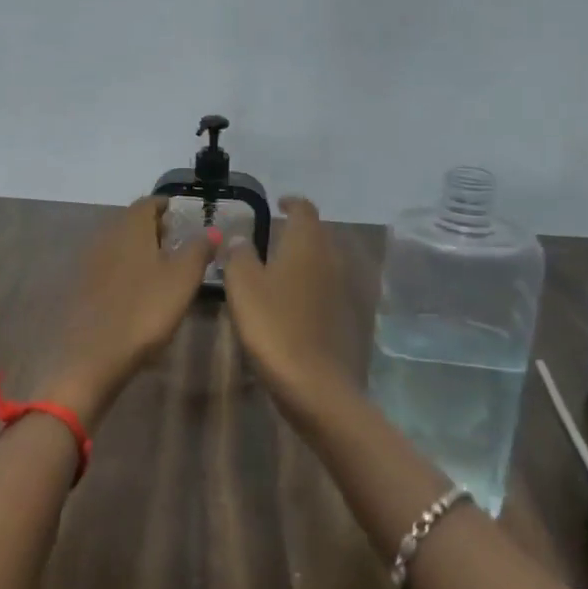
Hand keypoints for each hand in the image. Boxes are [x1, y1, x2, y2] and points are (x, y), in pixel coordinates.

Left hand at [42, 196, 215, 421]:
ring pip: (119, 244)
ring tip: (162, 267)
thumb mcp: (183, 279)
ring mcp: (90, 263)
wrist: (93, 356)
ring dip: (139, 249)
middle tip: (177, 241)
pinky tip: (138, 290)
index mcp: (130, 227)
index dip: (166, 205)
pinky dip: (125, 269)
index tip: (182, 214)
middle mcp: (106, 236)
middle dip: (154, 227)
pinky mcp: (82, 288)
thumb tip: (212, 229)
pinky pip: (108, 267)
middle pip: (131, 222)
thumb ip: (199, 249)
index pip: (147, 202)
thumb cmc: (145, 310)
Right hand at [218, 197, 356, 420]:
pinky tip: (295, 302)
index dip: (291, 203)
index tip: (278, 203)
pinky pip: (328, 288)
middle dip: (298, 231)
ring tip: (281, 268)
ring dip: (306, 259)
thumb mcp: (242, 287)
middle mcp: (332, 259)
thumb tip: (240, 237)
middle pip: (318, 234)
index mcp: (307, 244)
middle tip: (273, 236)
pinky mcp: (349, 318)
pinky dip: (313, 286)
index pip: (304, 210)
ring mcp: (344, 289)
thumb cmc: (274, 327)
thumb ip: (238, 255)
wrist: (317, 386)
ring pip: (324, 262)